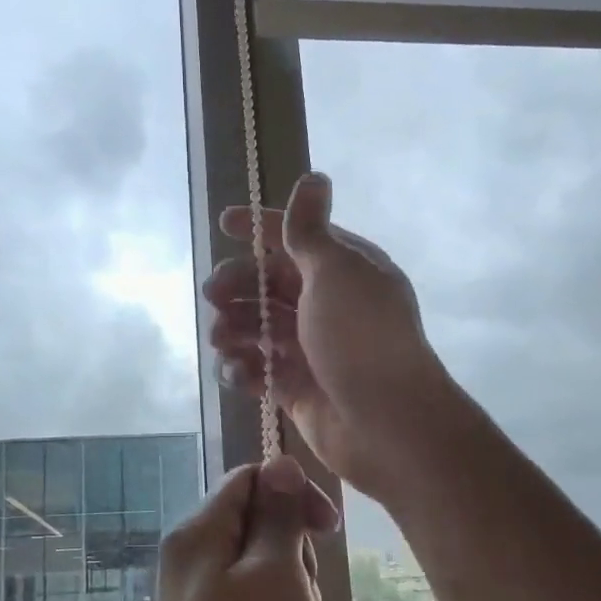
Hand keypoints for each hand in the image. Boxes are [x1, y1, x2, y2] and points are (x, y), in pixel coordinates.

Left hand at [150, 456, 338, 600]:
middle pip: (256, 522)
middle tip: (304, 596)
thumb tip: (279, 463)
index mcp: (197, 534)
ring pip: (261, 566)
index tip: (329, 530)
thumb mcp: (278, 576)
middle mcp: (189, 559)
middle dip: (293, 550)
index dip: (294, 494)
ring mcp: (197, 599)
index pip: (250, 480)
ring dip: (292, 588)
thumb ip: (278, 515)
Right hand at [204, 172, 457, 502]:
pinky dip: (244, 369)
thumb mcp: (336, 272)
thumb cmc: (360, 338)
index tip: (222, 224)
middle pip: (270, 284)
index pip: (297, 238)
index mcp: (344, 269)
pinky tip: (237, 373)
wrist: (387, 424)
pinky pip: (261, 370)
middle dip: (238, 285)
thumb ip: (310, 230)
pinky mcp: (298, 388)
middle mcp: (328, 305)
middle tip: (213, 295)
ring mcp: (313, 349)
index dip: (260, 228)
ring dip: (235, 329)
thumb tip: (315, 177)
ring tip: (221, 339)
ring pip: (260, 328)